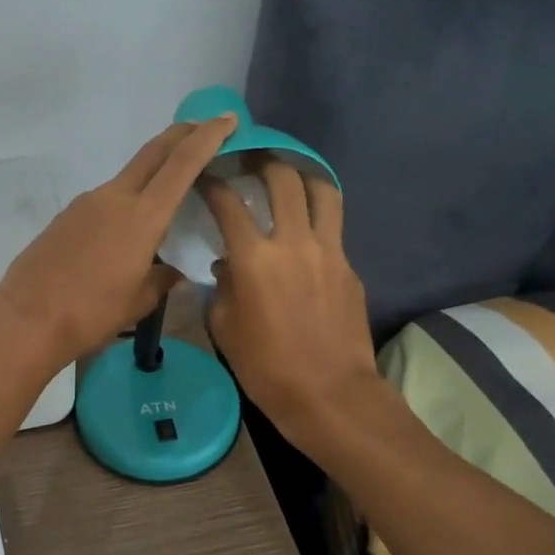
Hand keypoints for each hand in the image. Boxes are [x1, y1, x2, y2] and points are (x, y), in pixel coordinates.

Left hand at [0, 115, 238, 368]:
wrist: (27, 319)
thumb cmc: (90, 313)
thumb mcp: (138, 302)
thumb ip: (161, 280)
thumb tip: (170, 271)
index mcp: (142, 216)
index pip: (183, 163)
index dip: (208, 137)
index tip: (227, 119)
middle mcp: (114, 197)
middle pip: (153, 152)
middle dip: (182, 134)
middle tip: (205, 128)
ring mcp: (86, 203)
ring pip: (128, 176)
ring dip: (153, 172)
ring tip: (170, 191)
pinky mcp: (66, 215)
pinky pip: (106, 198)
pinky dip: (127, 199)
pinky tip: (126, 228)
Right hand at [202, 160, 386, 451]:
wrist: (330, 395)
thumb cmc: (266, 367)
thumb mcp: (225, 328)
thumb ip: (222, 287)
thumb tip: (227, 265)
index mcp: (254, 258)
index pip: (228, 203)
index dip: (212, 183)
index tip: (204, 175)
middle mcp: (294, 242)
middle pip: (283, 179)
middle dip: (263, 161)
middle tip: (250, 160)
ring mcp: (329, 251)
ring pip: (322, 191)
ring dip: (302, 176)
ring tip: (288, 177)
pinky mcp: (350, 267)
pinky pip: (333, 228)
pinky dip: (316, 218)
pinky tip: (304, 232)